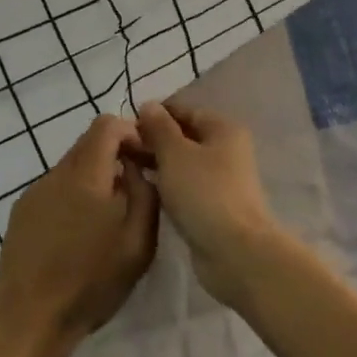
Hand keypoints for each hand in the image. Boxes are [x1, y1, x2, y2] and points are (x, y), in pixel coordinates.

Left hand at [0, 114, 158, 356]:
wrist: (29, 320)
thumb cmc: (91, 283)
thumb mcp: (138, 243)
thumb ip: (144, 194)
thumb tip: (136, 168)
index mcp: (86, 175)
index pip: (107, 125)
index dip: (131, 133)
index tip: (145, 159)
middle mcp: (56, 174)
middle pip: (88, 142)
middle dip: (114, 155)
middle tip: (132, 188)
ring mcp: (34, 191)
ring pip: (71, 166)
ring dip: (94, 177)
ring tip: (106, 216)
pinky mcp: (21, 211)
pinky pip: (54, 188)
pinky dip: (73, 195)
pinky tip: (78, 233)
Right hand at [135, 102, 283, 306]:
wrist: (235, 251)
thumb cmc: (204, 193)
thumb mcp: (175, 153)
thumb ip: (159, 127)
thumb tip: (148, 105)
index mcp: (223, 129)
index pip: (184, 111)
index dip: (155, 115)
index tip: (126, 126)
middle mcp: (227, 150)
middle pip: (185, 137)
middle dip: (154, 141)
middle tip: (121, 150)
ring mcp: (222, 180)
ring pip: (184, 163)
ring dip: (159, 164)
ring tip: (127, 169)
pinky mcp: (215, 206)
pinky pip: (186, 186)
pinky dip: (168, 185)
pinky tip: (145, 190)